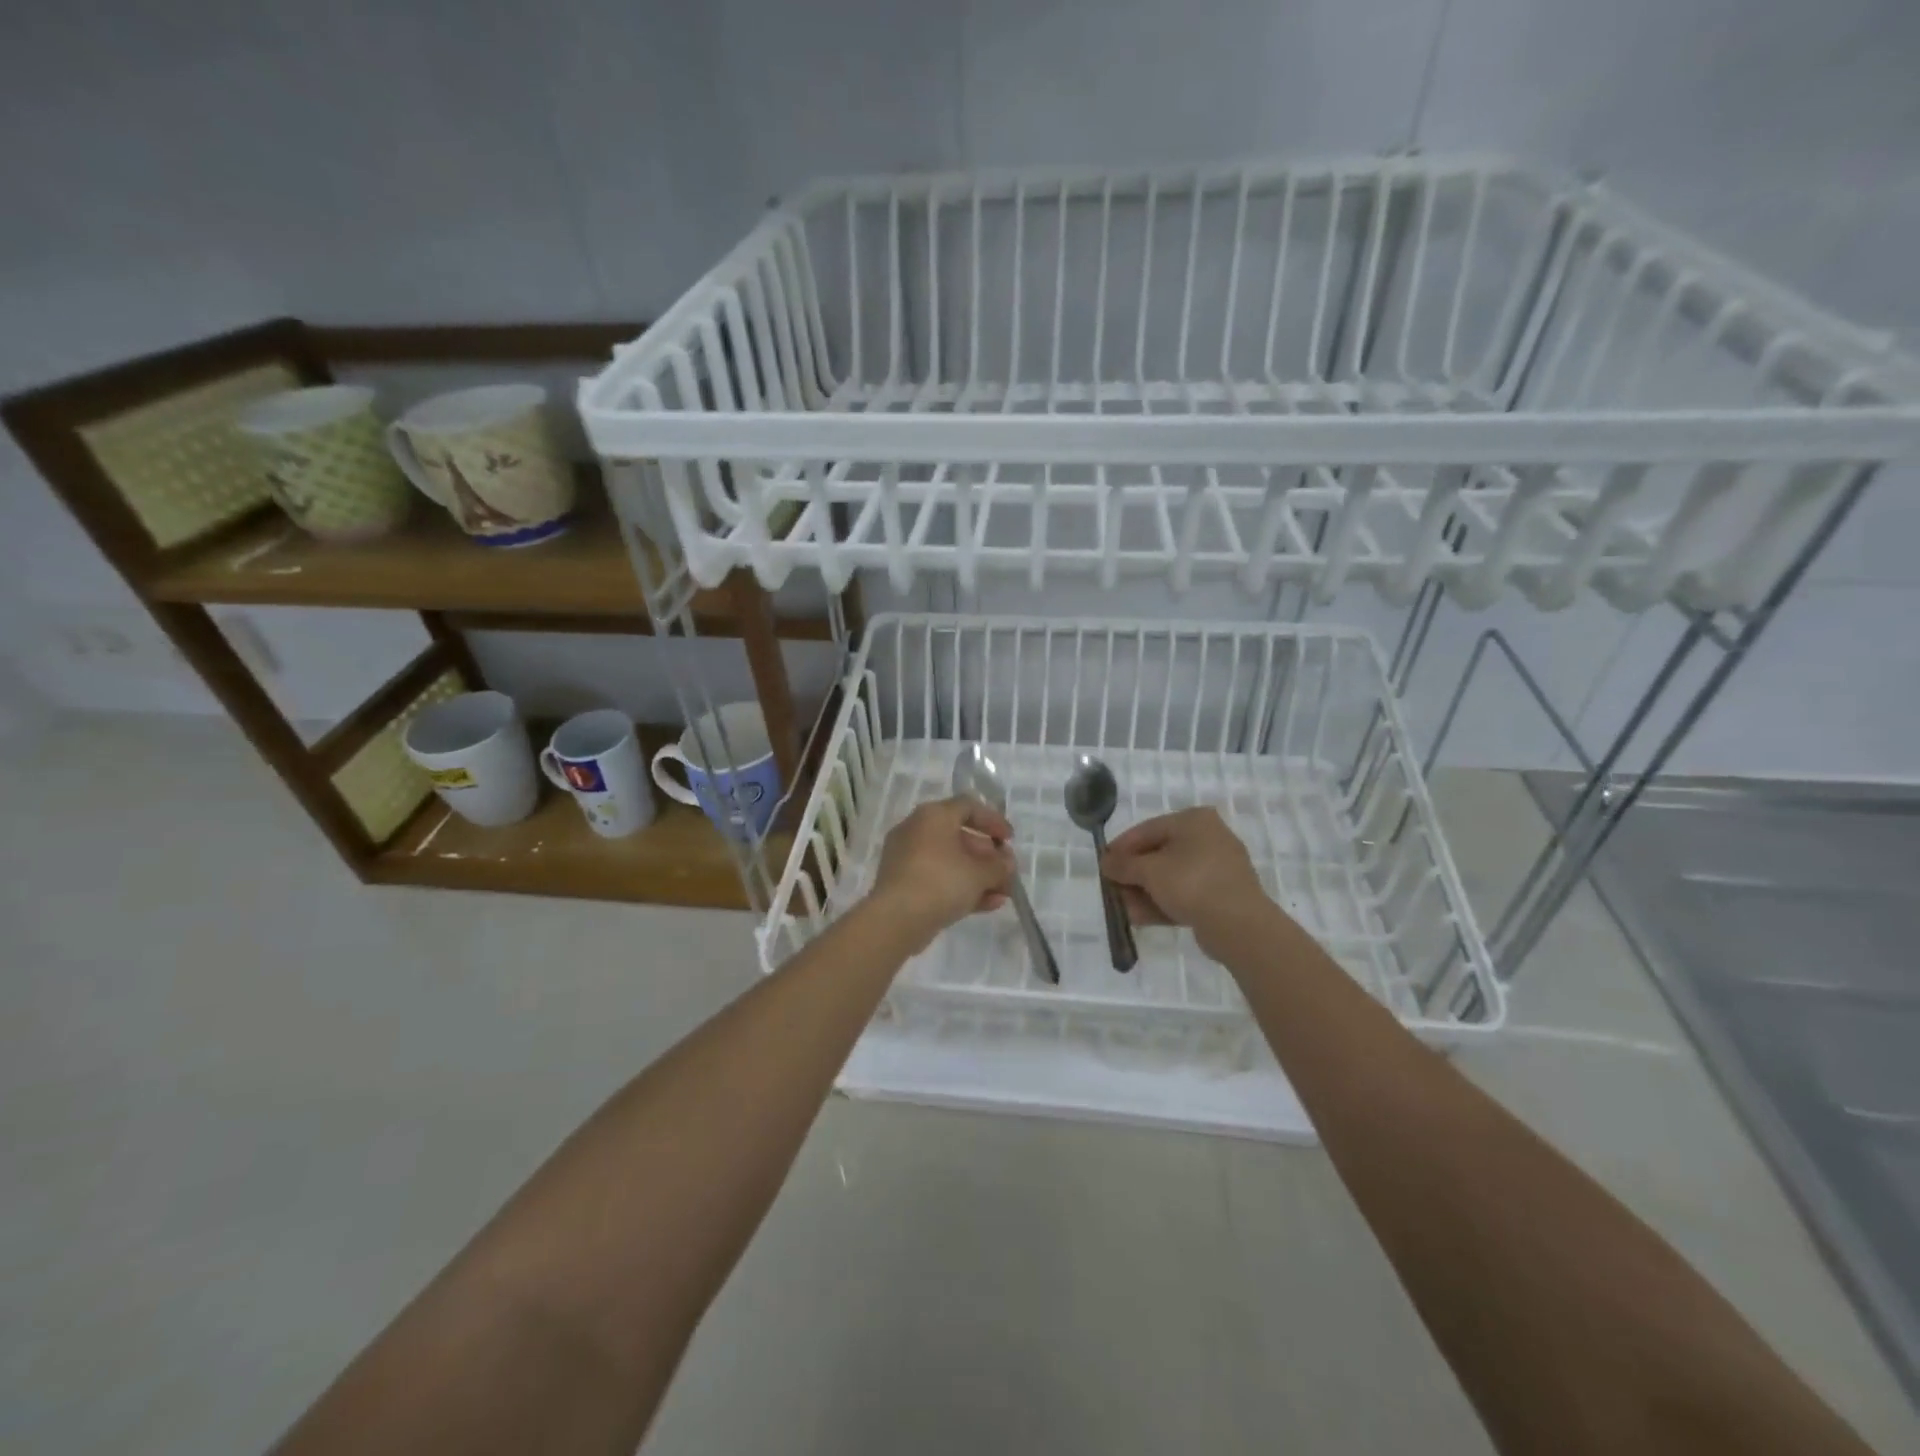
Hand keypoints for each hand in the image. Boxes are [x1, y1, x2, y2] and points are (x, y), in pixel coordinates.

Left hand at [868, 796, 1015, 949]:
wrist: (896, 919)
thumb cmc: (941, 882)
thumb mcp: (980, 873)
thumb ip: (999, 866)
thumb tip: (1007, 864)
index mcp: (933, 815)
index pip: (969, 806)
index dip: (993, 821)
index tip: (1009, 840)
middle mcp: (916, 830)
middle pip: (960, 836)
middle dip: (988, 856)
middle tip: (1007, 872)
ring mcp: (906, 857)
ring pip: (950, 861)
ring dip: (979, 876)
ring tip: (1003, 894)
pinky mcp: (903, 883)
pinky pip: (938, 878)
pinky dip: (961, 887)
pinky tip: (987, 905)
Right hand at [1101, 807, 1272, 955]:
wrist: (1239, 925)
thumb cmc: (1191, 883)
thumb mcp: (1149, 871)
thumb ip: (1124, 865)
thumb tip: (1106, 862)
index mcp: (1194, 821)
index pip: (1147, 829)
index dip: (1121, 847)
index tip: (1103, 865)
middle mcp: (1208, 838)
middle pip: (1159, 854)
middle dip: (1133, 875)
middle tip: (1113, 890)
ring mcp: (1218, 868)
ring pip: (1171, 877)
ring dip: (1145, 893)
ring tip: (1124, 910)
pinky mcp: (1222, 895)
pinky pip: (1185, 894)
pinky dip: (1163, 903)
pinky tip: (1141, 918)